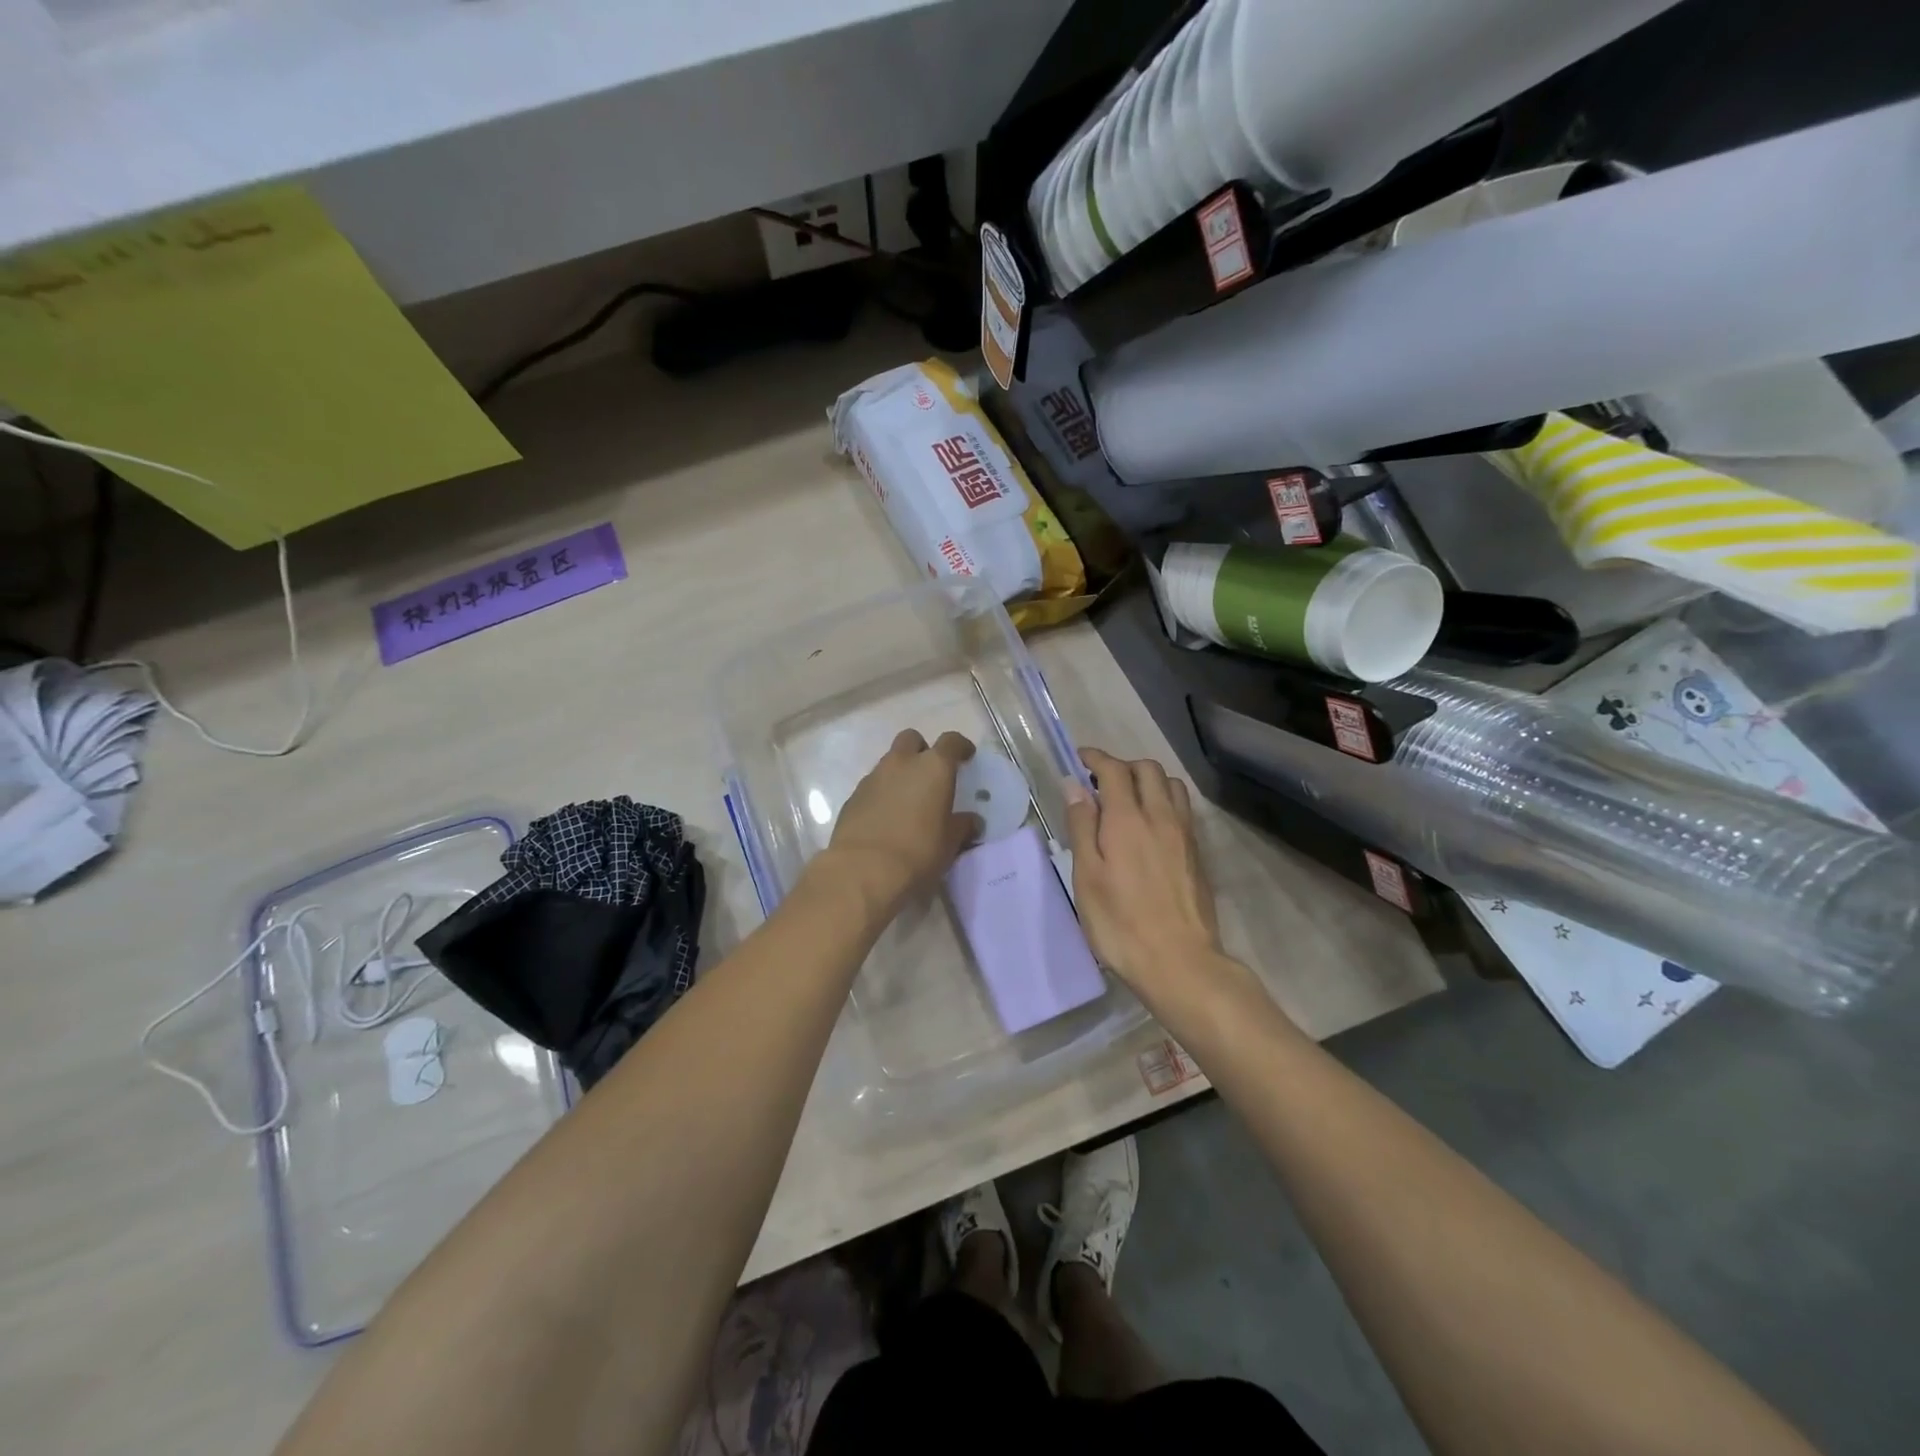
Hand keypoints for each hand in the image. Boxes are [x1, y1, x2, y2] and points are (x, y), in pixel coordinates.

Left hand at [820, 730, 981, 913]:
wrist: (862, 870)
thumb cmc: (917, 853)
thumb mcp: (950, 843)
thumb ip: (962, 826)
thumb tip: (971, 821)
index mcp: (933, 768)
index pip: (951, 742)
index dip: (961, 747)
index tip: (967, 756)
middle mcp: (902, 763)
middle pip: (912, 739)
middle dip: (922, 750)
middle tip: (931, 775)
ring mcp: (873, 777)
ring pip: (889, 762)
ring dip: (900, 773)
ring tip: (908, 801)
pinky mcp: (852, 796)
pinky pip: (873, 785)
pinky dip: (882, 793)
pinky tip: (886, 817)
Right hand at [1064, 748, 1221, 1000]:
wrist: (1179, 961)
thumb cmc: (1120, 922)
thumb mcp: (1087, 876)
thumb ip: (1082, 826)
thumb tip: (1075, 786)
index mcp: (1127, 819)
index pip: (1114, 769)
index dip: (1095, 758)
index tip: (1079, 759)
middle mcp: (1160, 816)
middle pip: (1147, 768)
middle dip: (1122, 765)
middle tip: (1100, 783)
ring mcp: (1184, 834)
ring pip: (1171, 785)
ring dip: (1148, 780)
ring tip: (1128, 800)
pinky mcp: (1197, 852)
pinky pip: (1182, 808)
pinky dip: (1164, 801)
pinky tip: (1150, 826)